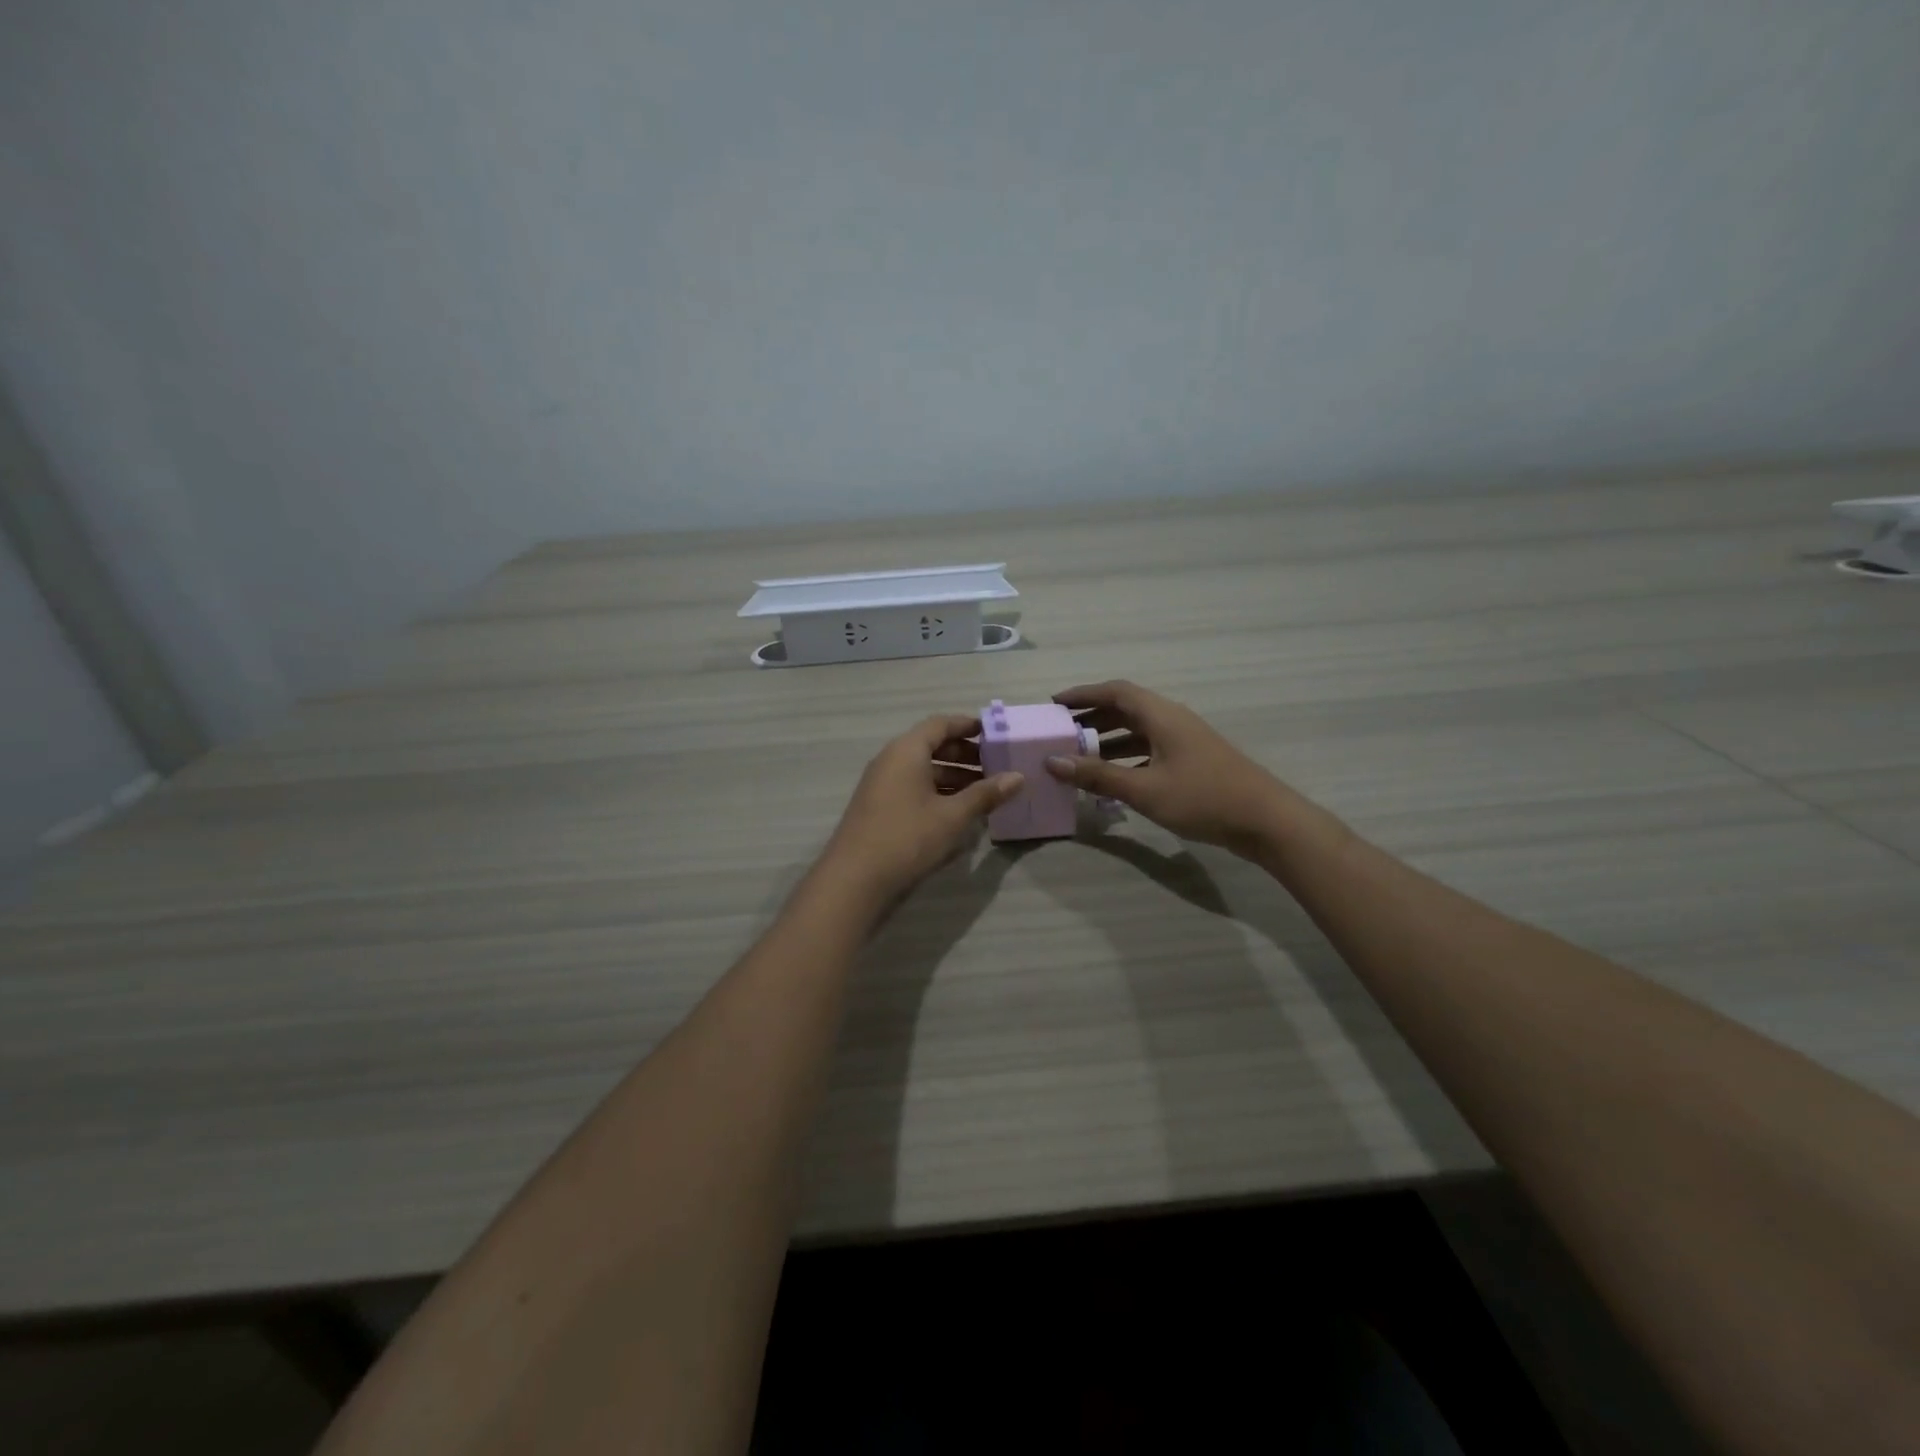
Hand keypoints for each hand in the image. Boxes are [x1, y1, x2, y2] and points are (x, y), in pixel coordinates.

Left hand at [816, 714, 1022, 909]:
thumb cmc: (907, 838)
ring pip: (923, 769)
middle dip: (965, 754)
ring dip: (953, 776)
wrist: (854, 879)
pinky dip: (937, 792)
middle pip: (931, 746)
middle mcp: (891, 760)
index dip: (968, 725)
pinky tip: (958, 811)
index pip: (940, 724)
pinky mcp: (879, 807)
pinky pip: (913, 787)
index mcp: (907, 751)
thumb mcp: (953, 816)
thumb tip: (1018, 777)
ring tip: (984, 792)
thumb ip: (985, 794)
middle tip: (996, 766)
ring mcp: (882, 784)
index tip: (995, 733)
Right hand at [1044, 681, 1304, 858]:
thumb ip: (1097, 775)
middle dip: (1091, 717)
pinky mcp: (1192, 761)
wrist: (1265, 820)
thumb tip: (1052, 762)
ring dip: (1108, 739)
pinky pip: (1149, 748)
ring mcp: (1184, 740)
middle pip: (1125, 709)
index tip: (1053, 703)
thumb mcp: (1144, 789)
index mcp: (1161, 716)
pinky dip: (1126, 757)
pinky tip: (1112, 778)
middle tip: (1060, 732)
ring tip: (1078, 755)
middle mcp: (1172, 720)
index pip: (1115, 691)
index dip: (1083, 694)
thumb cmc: (1202, 798)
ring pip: (1138, 730)